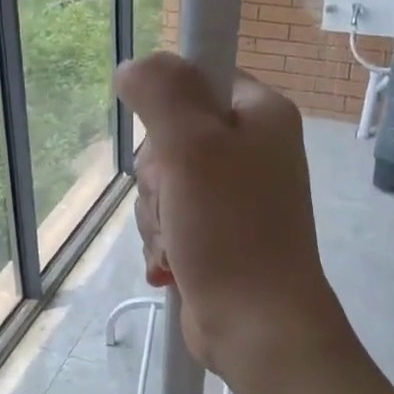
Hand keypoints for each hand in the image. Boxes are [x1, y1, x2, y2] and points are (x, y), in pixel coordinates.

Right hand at [114, 52, 347, 383]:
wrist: (258, 327)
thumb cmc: (231, 230)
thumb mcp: (192, 147)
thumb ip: (161, 92)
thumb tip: (132, 67)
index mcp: (260, 115)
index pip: (199, 78)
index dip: (170, 107)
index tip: (168, 143)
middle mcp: (251, 150)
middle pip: (170, 137)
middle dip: (158, 178)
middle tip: (177, 201)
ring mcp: (234, 197)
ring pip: (163, 185)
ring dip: (156, 217)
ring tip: (179, 243)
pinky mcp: (217, 235)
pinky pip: (169, 221)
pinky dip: (163, 243)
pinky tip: (174, 266)